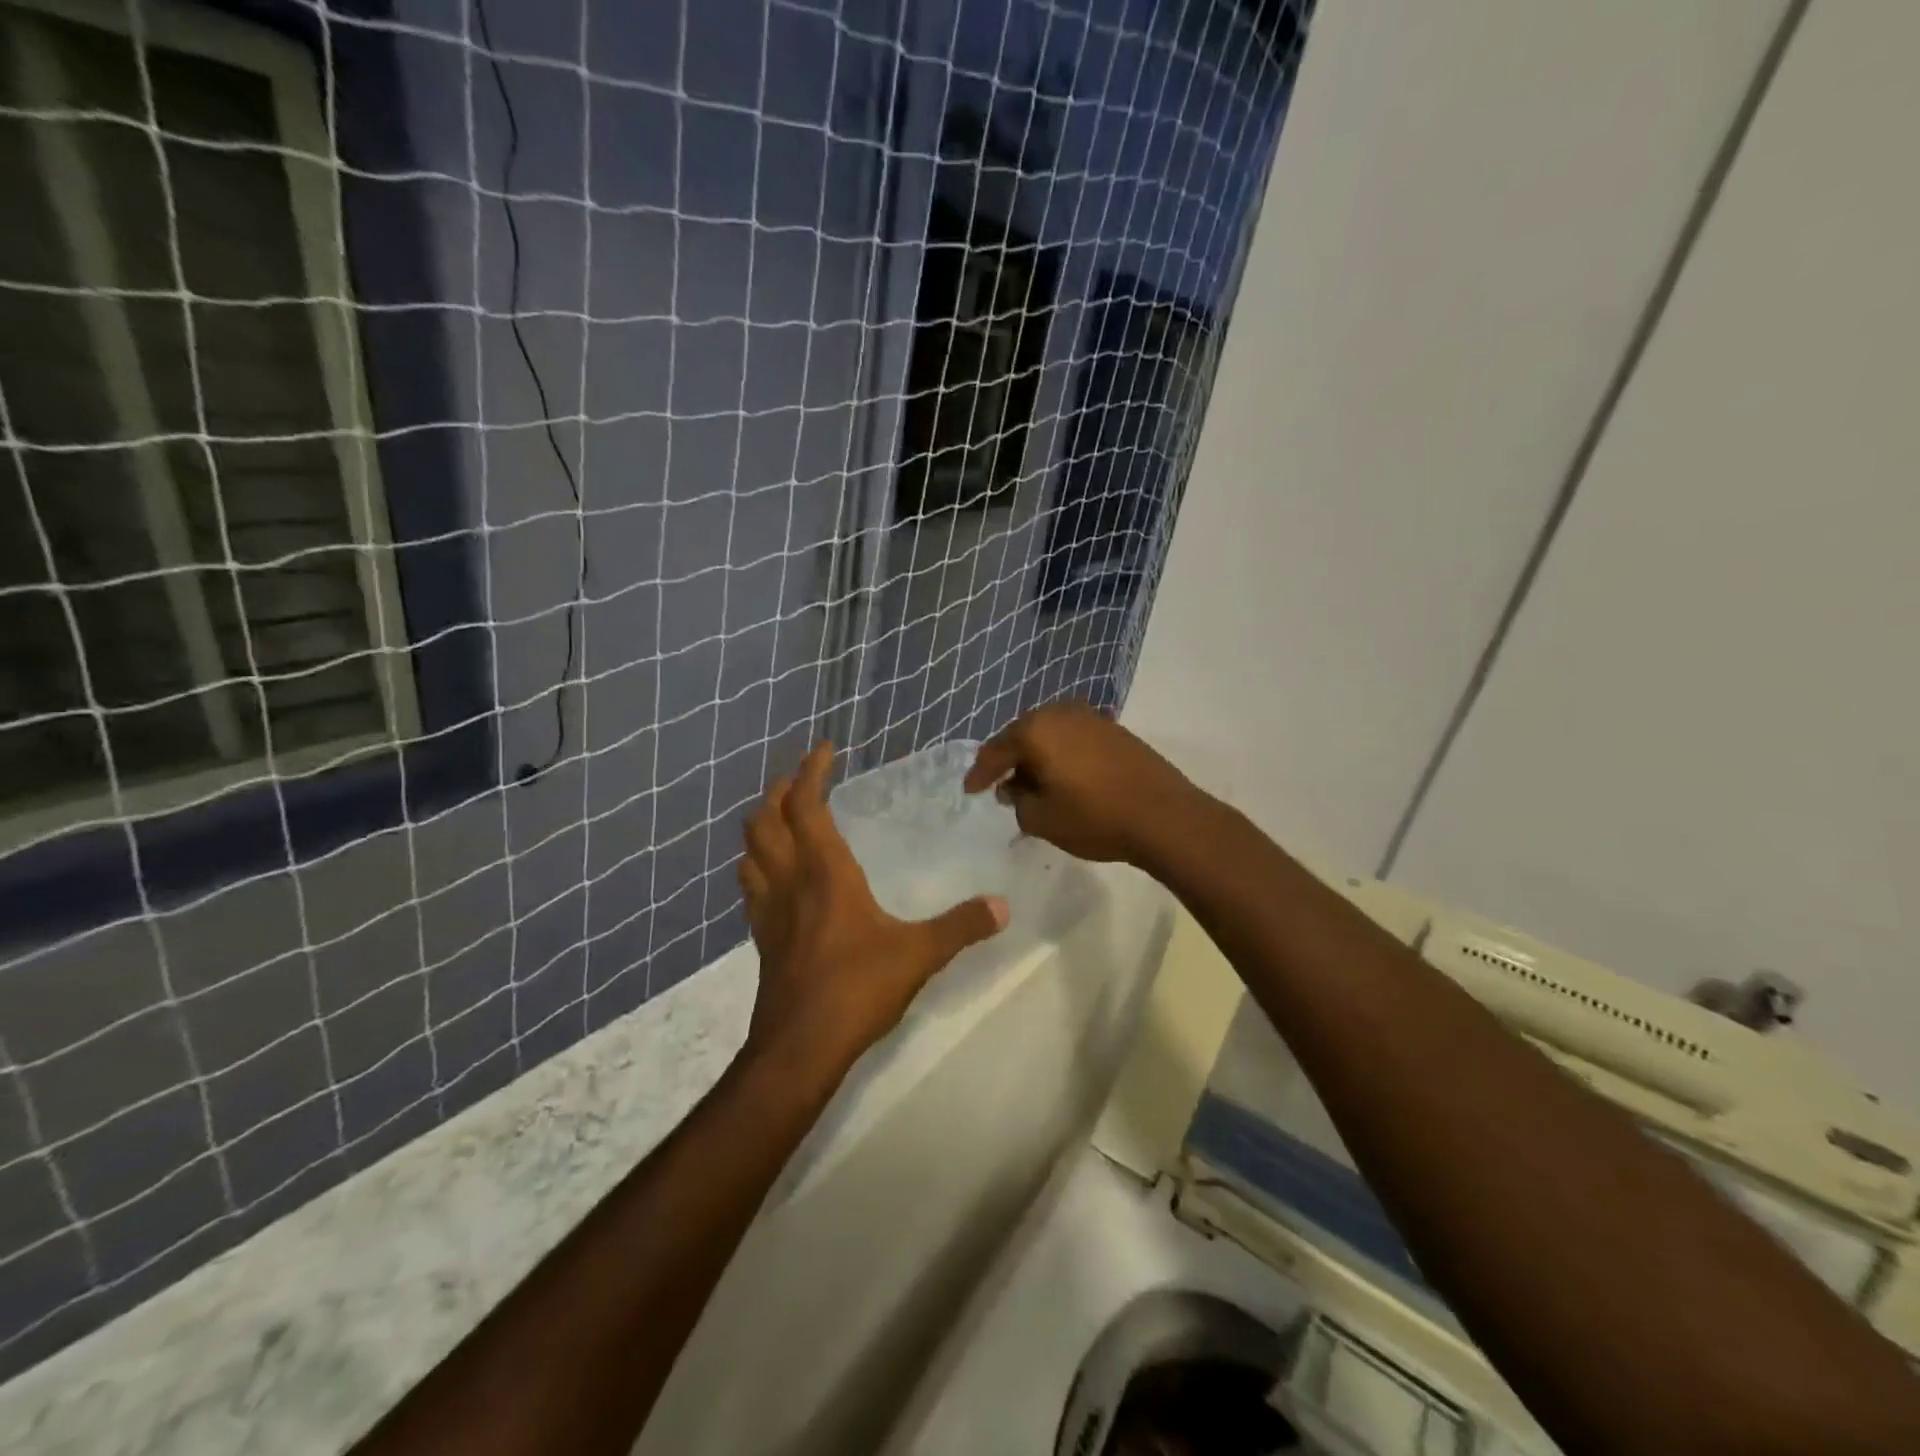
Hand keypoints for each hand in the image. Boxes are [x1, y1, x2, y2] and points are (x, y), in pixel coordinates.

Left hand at [738, 741, 1008, 1074]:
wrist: (799, 1047)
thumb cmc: (857, 989)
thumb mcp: (919, 954)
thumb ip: (961, 926)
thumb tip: (1003, 906)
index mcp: (825, 872)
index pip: (806, 805)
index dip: (811, 771)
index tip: (823, 748)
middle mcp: (789, 880)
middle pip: (765, 819)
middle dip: (780, 790)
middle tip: (802, 778)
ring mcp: (768, 909)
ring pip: (750, 849)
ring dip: (762, 822)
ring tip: (783, 815)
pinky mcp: (761, 936)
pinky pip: (750, 884)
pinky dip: (758, 862)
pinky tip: (774, 873)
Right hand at [962, 700, 1207, 868]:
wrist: (1164, 815)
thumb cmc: (1095, 817)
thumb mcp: (1042, 820)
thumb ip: (1018, 801)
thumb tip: (1016, 788)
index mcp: (1035, 730)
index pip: (996, 751)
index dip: (981, 773)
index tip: (970, 790)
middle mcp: (1059, 713)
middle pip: (1022, 735)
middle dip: (1009, 760)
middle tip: (1000, 784)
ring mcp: (1090, 717)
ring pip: (1049, 734)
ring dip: (1037, 755)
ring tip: (1032, 782)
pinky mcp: (1113, 729)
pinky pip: (1072, 737)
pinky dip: (1061, 753)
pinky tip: (1063, 775)